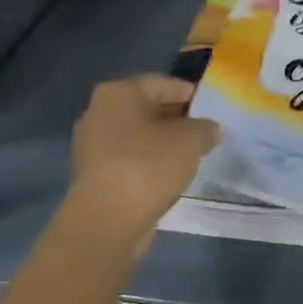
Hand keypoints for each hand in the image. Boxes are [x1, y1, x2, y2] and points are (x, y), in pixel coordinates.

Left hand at [67, 75, 219, 253]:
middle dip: (175, 118)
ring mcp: (91, 144)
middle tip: (204, 131)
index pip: (162, 83)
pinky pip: (128, 158)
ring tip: (190, 154)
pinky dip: (148, 162)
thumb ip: (205, 128)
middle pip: (146, 108)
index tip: (211, 108)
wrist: (106, 220)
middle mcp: (98, 112)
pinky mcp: (93, 174)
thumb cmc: (148, 167)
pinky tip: (168, 174)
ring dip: (161, 141)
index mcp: (119, 92)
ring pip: (137, 135)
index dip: (189, 93)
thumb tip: (208, 129)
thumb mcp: (191, 141)